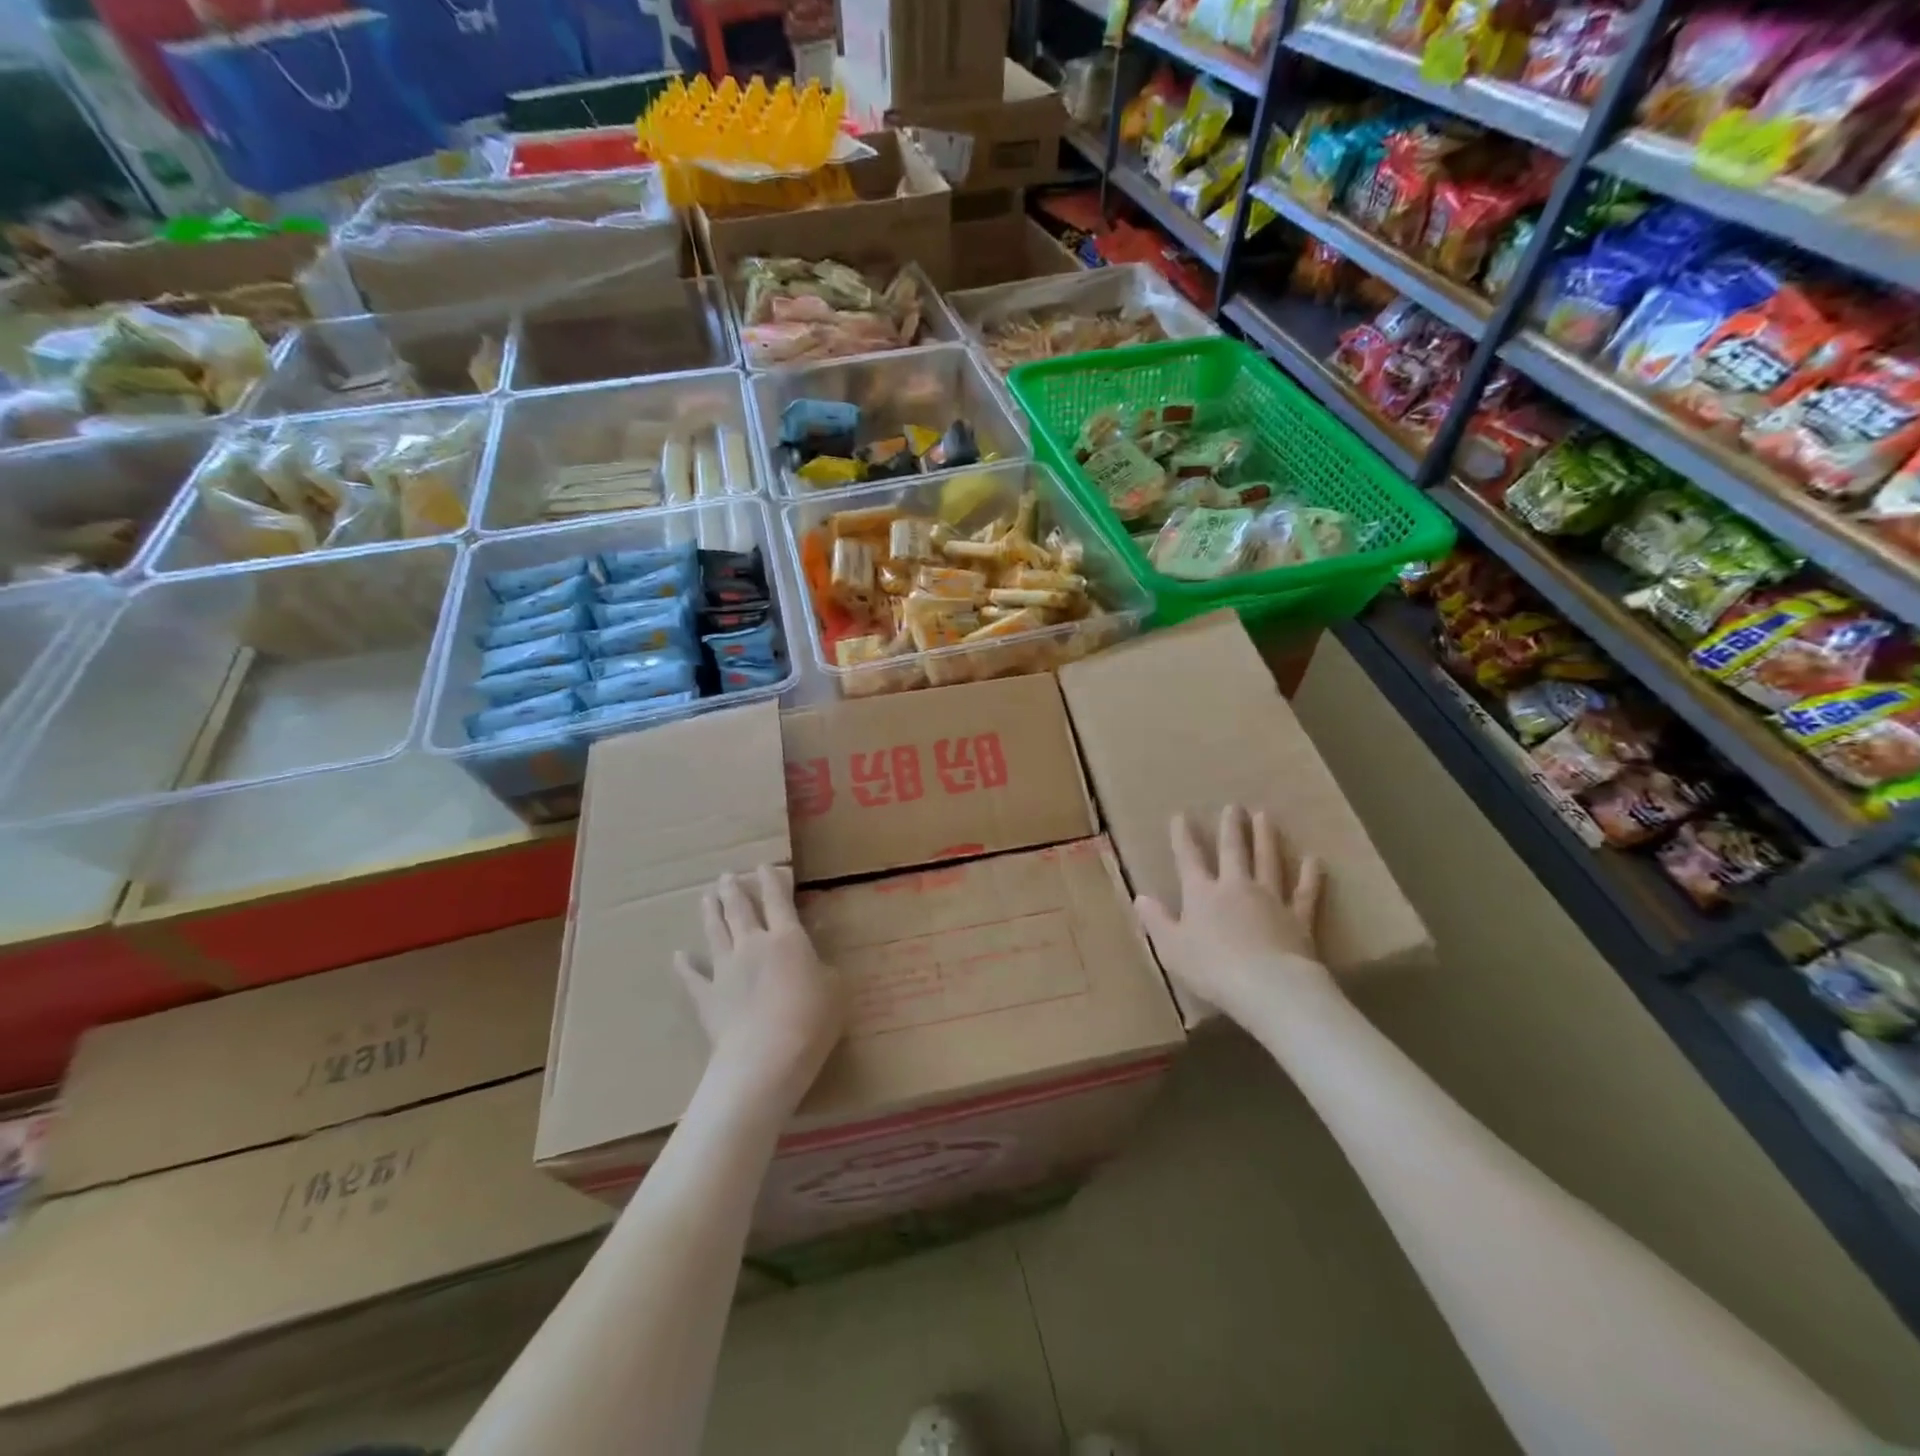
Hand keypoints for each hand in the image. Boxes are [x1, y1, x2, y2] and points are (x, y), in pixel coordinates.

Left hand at [674, 865, 845, 1103]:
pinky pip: (693, 977)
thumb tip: (815, 965)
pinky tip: (678, 956)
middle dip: (734, 890)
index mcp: (788, 938)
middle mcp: (753, 945)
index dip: (772, 880)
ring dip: (711, 913)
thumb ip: (824, 971)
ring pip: (715, 932)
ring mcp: (726, 970)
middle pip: (740, 910)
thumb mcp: (835, 990)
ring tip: (706, 897)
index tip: (764, 866)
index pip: (778, 900)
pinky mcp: (707, 998)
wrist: (765, 1057)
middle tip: (727, 876)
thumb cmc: (811, 1019)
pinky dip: (684, 966)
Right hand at [1135, 806, 1332, 1028]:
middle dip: (1231, 828)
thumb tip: (1140, 898)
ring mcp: (1271, 900)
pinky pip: (1305, 892)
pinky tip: (1314, 861)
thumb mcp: (1171, 947)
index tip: (1180, 815)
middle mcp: (1236, 888)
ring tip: (1265, 816)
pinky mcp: (1299, 918)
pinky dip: (1310, 876)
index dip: (1183, 837)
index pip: (1188, 859)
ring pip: (1268, 862)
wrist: (1268, 986)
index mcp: (1202, 894)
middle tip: (1234, 806)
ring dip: (1266, 838)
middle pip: (1233, 851)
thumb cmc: (1211, 968)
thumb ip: (1156, 921)